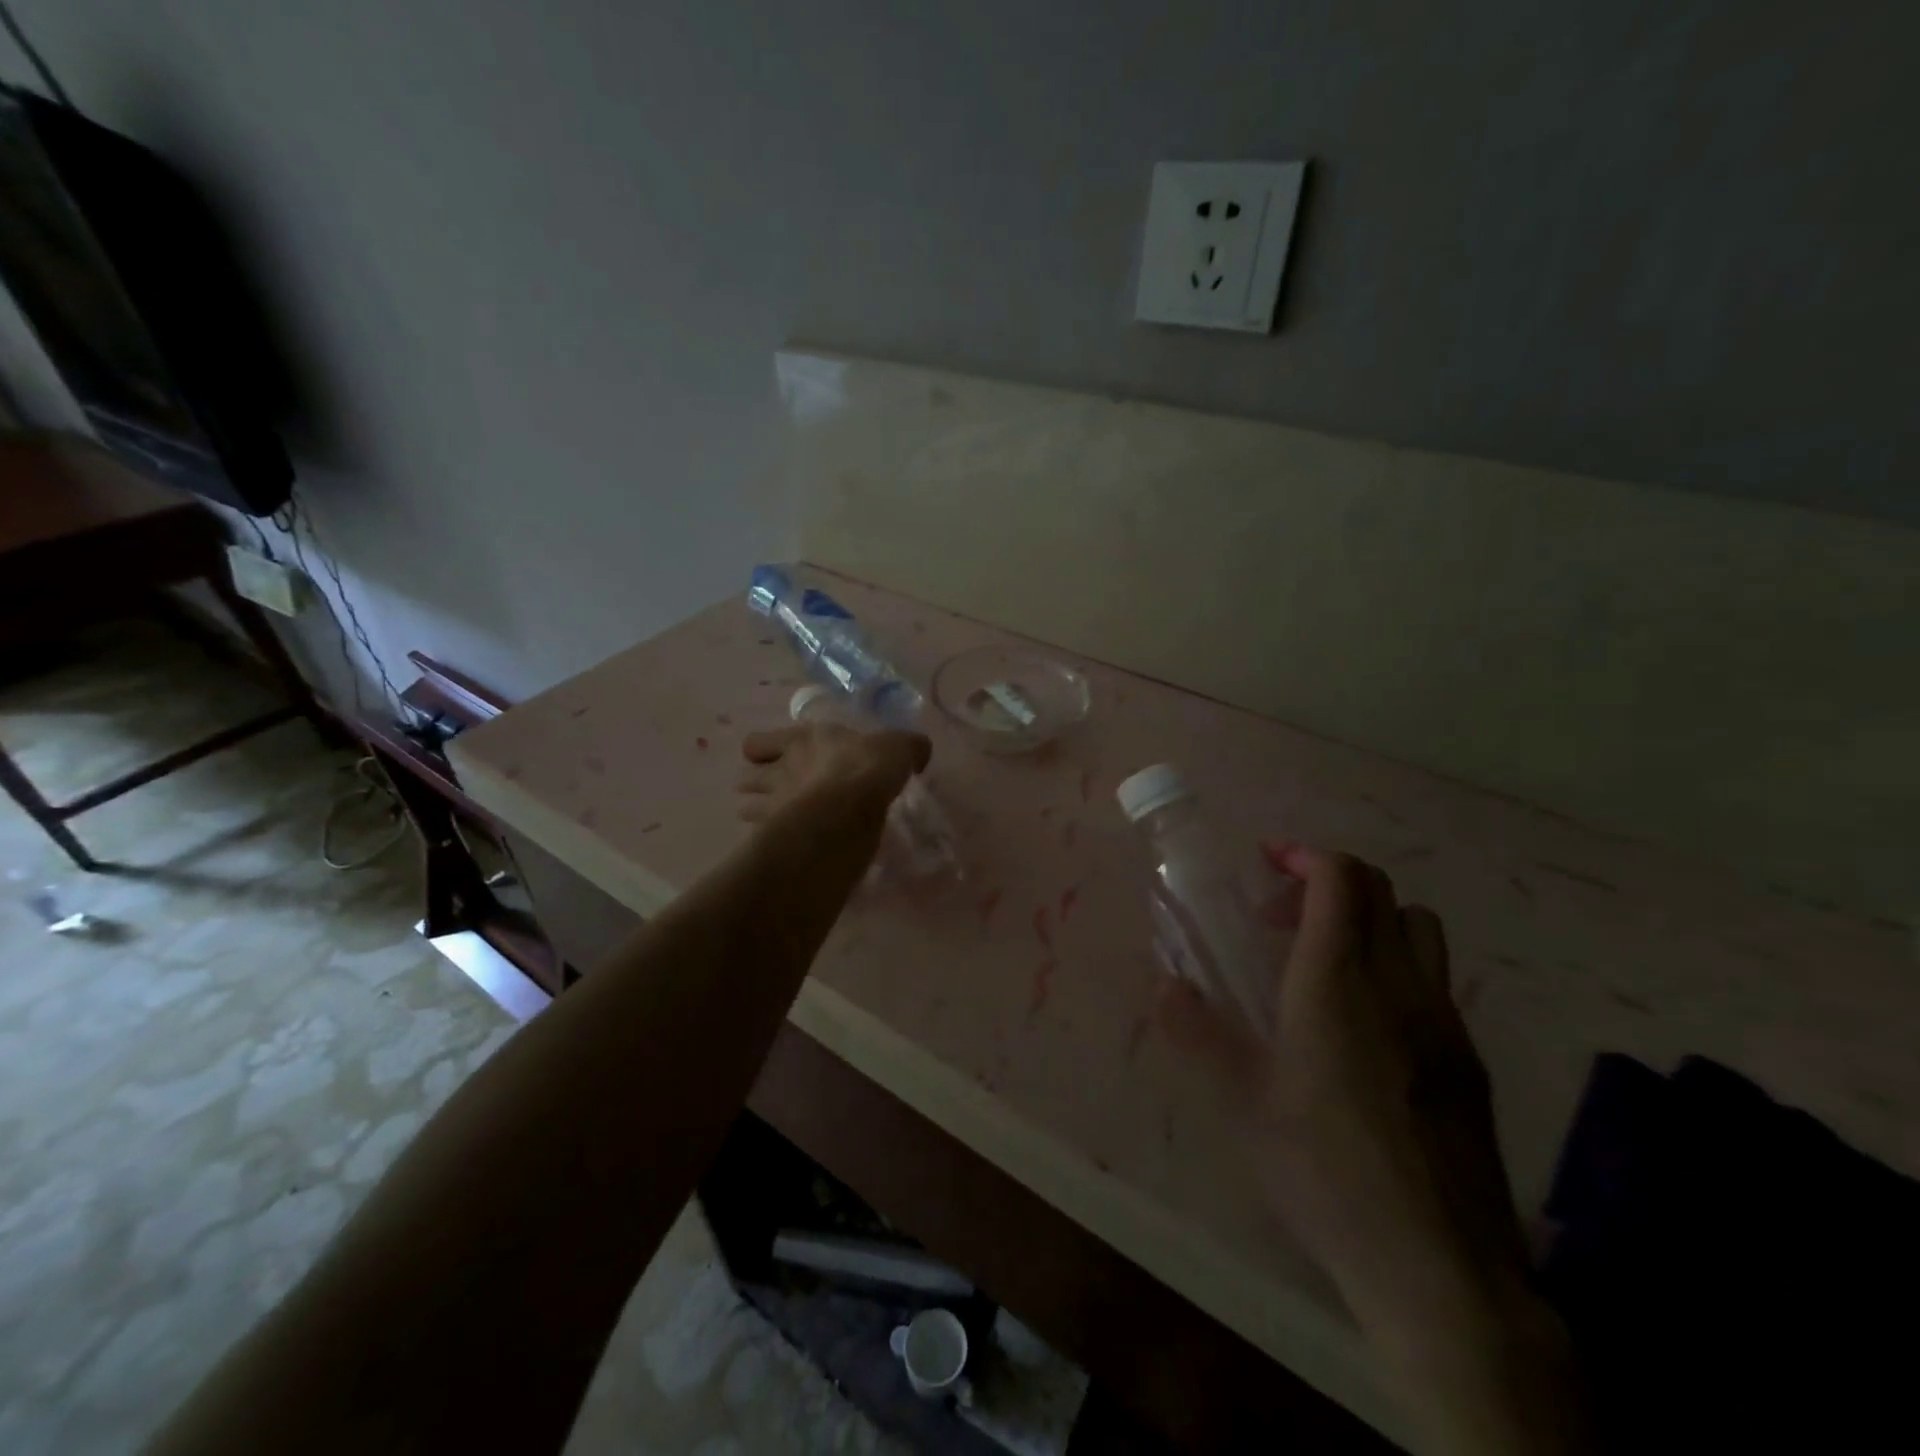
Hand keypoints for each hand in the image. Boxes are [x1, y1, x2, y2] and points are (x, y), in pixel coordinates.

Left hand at [735, 722, 931, 824]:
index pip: (758, 742)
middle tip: (775, 794)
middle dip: (755, 785)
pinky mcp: (777, 839)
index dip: (763, 750)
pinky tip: (788, 846)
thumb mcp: (898, 748)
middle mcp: (780, 771)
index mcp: (802, 741)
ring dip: (757, 813)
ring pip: (747, 808)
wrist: (848, 811)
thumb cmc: (867, 769)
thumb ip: (906, 748)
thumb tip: (918, 751)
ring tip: (776, 822)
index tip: (776, 758)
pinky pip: (761, 838)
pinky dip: (769, 842)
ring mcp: (773, 806)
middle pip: (747, 778)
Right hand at [1167, 845, 1526, 1342]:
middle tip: (1280, 916)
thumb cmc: (1325, 1171)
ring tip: (1326, 958)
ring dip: (1370, 916)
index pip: (1341, 880)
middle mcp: (1397, 984)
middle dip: (1328, 881)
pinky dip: (1395, 962)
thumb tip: (1162, 984)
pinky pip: (1433, 977)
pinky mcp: (1468, 1057)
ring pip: (1418, 926)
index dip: (1305, 855)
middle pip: (1381, 890)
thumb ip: (1198, 1033)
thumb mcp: (1243, 1102)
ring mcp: (1443, 1019)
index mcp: (1337, 983)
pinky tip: (1366, 1023)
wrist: (1438, 1264)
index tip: (1268, 862)